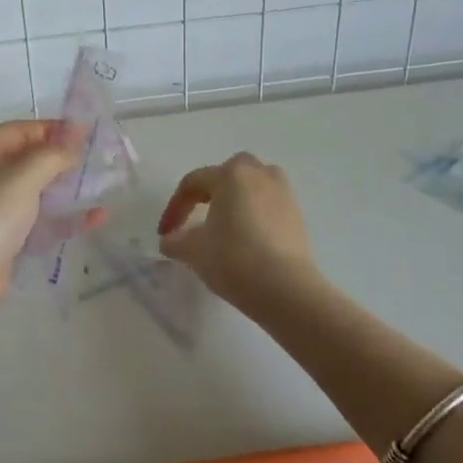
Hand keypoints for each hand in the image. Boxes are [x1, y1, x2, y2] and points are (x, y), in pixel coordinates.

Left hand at [0, 120, 102, 322]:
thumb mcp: (24, 176)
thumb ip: (53, 154)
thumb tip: (75, 138)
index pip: (21, 130)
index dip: (52, 128)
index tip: (86, 133)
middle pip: (29, 160)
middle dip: (63, 158)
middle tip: (98, 159)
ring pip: (38, 191)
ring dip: (67, 187)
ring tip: (102, 185)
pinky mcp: (7, 238)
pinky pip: (41, 221)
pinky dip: (65, 217)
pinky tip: (96, 218)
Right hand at [157, 152, 325, 319]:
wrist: (287, 289)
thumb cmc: (234, 259)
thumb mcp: (194, 251)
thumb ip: (175, 241)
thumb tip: (169, 240)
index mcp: (230, 175)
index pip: (193, 183)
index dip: (175, 207)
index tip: (165, 234)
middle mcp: (259, 175)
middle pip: (228, 173)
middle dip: (210, 191)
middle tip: (198, 216)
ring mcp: (283, 193)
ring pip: (254, 185)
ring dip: (237, 199)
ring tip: (225, 224)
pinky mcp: (298, 216)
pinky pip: (269, 204)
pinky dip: (255, 214)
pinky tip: (248, 239)